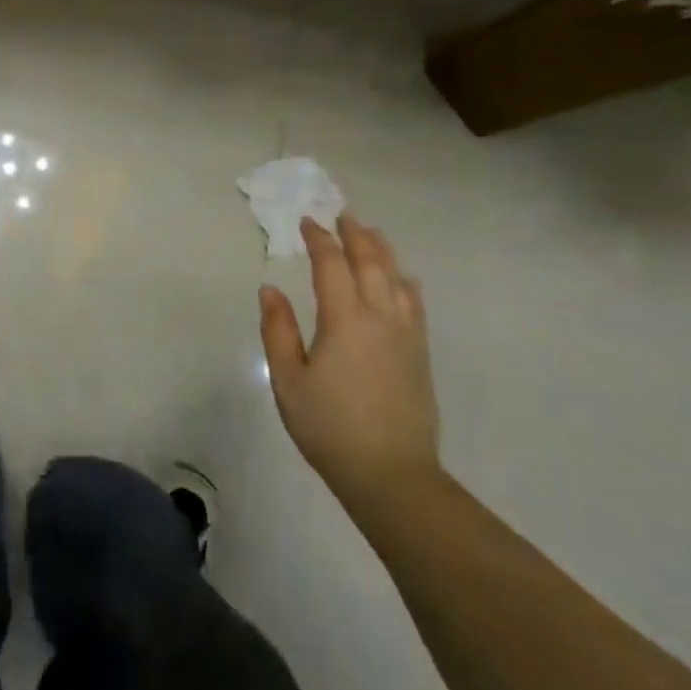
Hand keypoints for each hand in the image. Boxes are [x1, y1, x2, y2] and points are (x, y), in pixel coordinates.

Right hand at [259, 214, 439, 510]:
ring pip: (397, 278)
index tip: (306, 223)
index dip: (318, 239)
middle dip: (355, 235)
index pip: (331, 265)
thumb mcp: (288, 379)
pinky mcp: (420, 353)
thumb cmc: (328, 426)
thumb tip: (270, 289)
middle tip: (342, 215)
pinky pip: (415, 302)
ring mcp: (406, 334)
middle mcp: (381, 316)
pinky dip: (404, 280)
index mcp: (345, 319)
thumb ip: (278, 330)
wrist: (390, 473)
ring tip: (371, 234)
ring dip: (382, 251)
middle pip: (371, 262)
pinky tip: (402, 279)